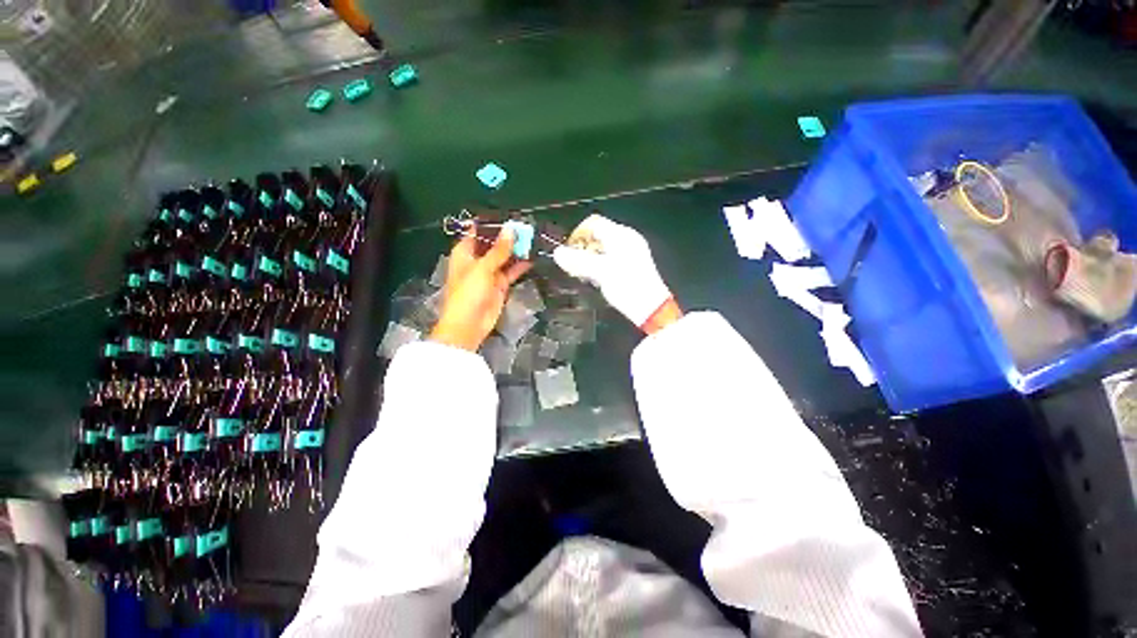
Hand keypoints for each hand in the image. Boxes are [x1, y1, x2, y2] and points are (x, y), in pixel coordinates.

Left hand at [431, 227, 531, 350]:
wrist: (469, 324)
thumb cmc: (469, 292)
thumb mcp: (483, 268)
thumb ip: (498, 250)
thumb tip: (511, 230)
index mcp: (465, 253)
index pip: (476, 232)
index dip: (490, 224)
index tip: (508, 215)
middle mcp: (477, 261)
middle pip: (493, 244)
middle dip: (507, 237)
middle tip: (526, 227)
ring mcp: (489, 273)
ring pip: (504, 258)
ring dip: (515, 250)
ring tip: (532, 239)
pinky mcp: (500, 285)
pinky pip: (511, 272)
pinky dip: (520, 266)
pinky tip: (532, 258)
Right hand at [552, 214, 679, 330]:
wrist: (651, 309)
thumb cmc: (627, 285)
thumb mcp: (600, 272)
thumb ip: (578, 261)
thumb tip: (556, 252)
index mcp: (622, 235)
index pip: (594, 224)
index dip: (578, 235)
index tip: (568, 251)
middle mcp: (627, 240)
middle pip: (598, 237)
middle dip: (583, 249)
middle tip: (573, 265)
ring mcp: (631, 253)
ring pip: (604, 250)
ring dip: (590, 260)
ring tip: (583, 275)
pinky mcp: (632, 267)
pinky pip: (611, 260)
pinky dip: (600, 267)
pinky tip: (596, 280)